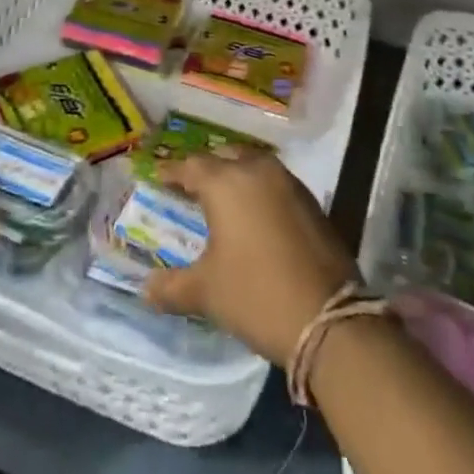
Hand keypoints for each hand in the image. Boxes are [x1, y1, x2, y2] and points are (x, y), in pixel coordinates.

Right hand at [142, 147, 357, 364]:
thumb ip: (172, 286)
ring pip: (253, 164)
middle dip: (206, 168)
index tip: (158, 175)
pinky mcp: (310, 200)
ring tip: (222, 197)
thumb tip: (146, 289)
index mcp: (225, 182)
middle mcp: (256, 170)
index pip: (191, 166)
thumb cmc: (256, 295)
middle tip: (190, 186)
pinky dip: (258, 189)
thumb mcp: (207, 293)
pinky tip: (254, 213)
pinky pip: (274, 182)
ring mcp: (287, 182)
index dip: (172, 171)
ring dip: (235, 174)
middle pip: (224, 157)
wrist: (328, 317)